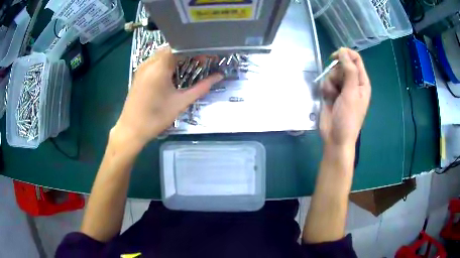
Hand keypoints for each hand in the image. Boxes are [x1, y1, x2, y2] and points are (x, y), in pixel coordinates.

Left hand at [112, 46, 222, 147]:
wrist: (131, 130)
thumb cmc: (156, 117)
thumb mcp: (181, 102)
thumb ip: (201, 87)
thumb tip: (219, 77)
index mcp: (159, 67)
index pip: (180, 48)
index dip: (195, 50)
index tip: (207, 58)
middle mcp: (149, 62)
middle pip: (171, 49)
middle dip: (187, 53)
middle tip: (200, 63)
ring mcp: (142, 67)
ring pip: (163, 54)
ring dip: (177, 57)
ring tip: (189, 67)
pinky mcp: (139, 74)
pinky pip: (155, 61)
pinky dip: (167, 62)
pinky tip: (173, 74)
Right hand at [320, 48, 370, 147]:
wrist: (335, 137)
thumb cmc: (348, 117)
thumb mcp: (351, 93)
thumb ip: (349, 71)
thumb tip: (343, 51)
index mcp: (362, 82)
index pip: (355, 59)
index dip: (345, 55)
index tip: (335, 57)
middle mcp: (352, 83)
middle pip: (342, 64)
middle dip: (336, 72)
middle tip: (338, 85)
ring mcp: (342, 88)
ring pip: (332, 73)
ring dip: (330, 82)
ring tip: (333, 96)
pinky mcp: (332, 93)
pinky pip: (326, 82)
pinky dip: (325, 88)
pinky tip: (327, 98)